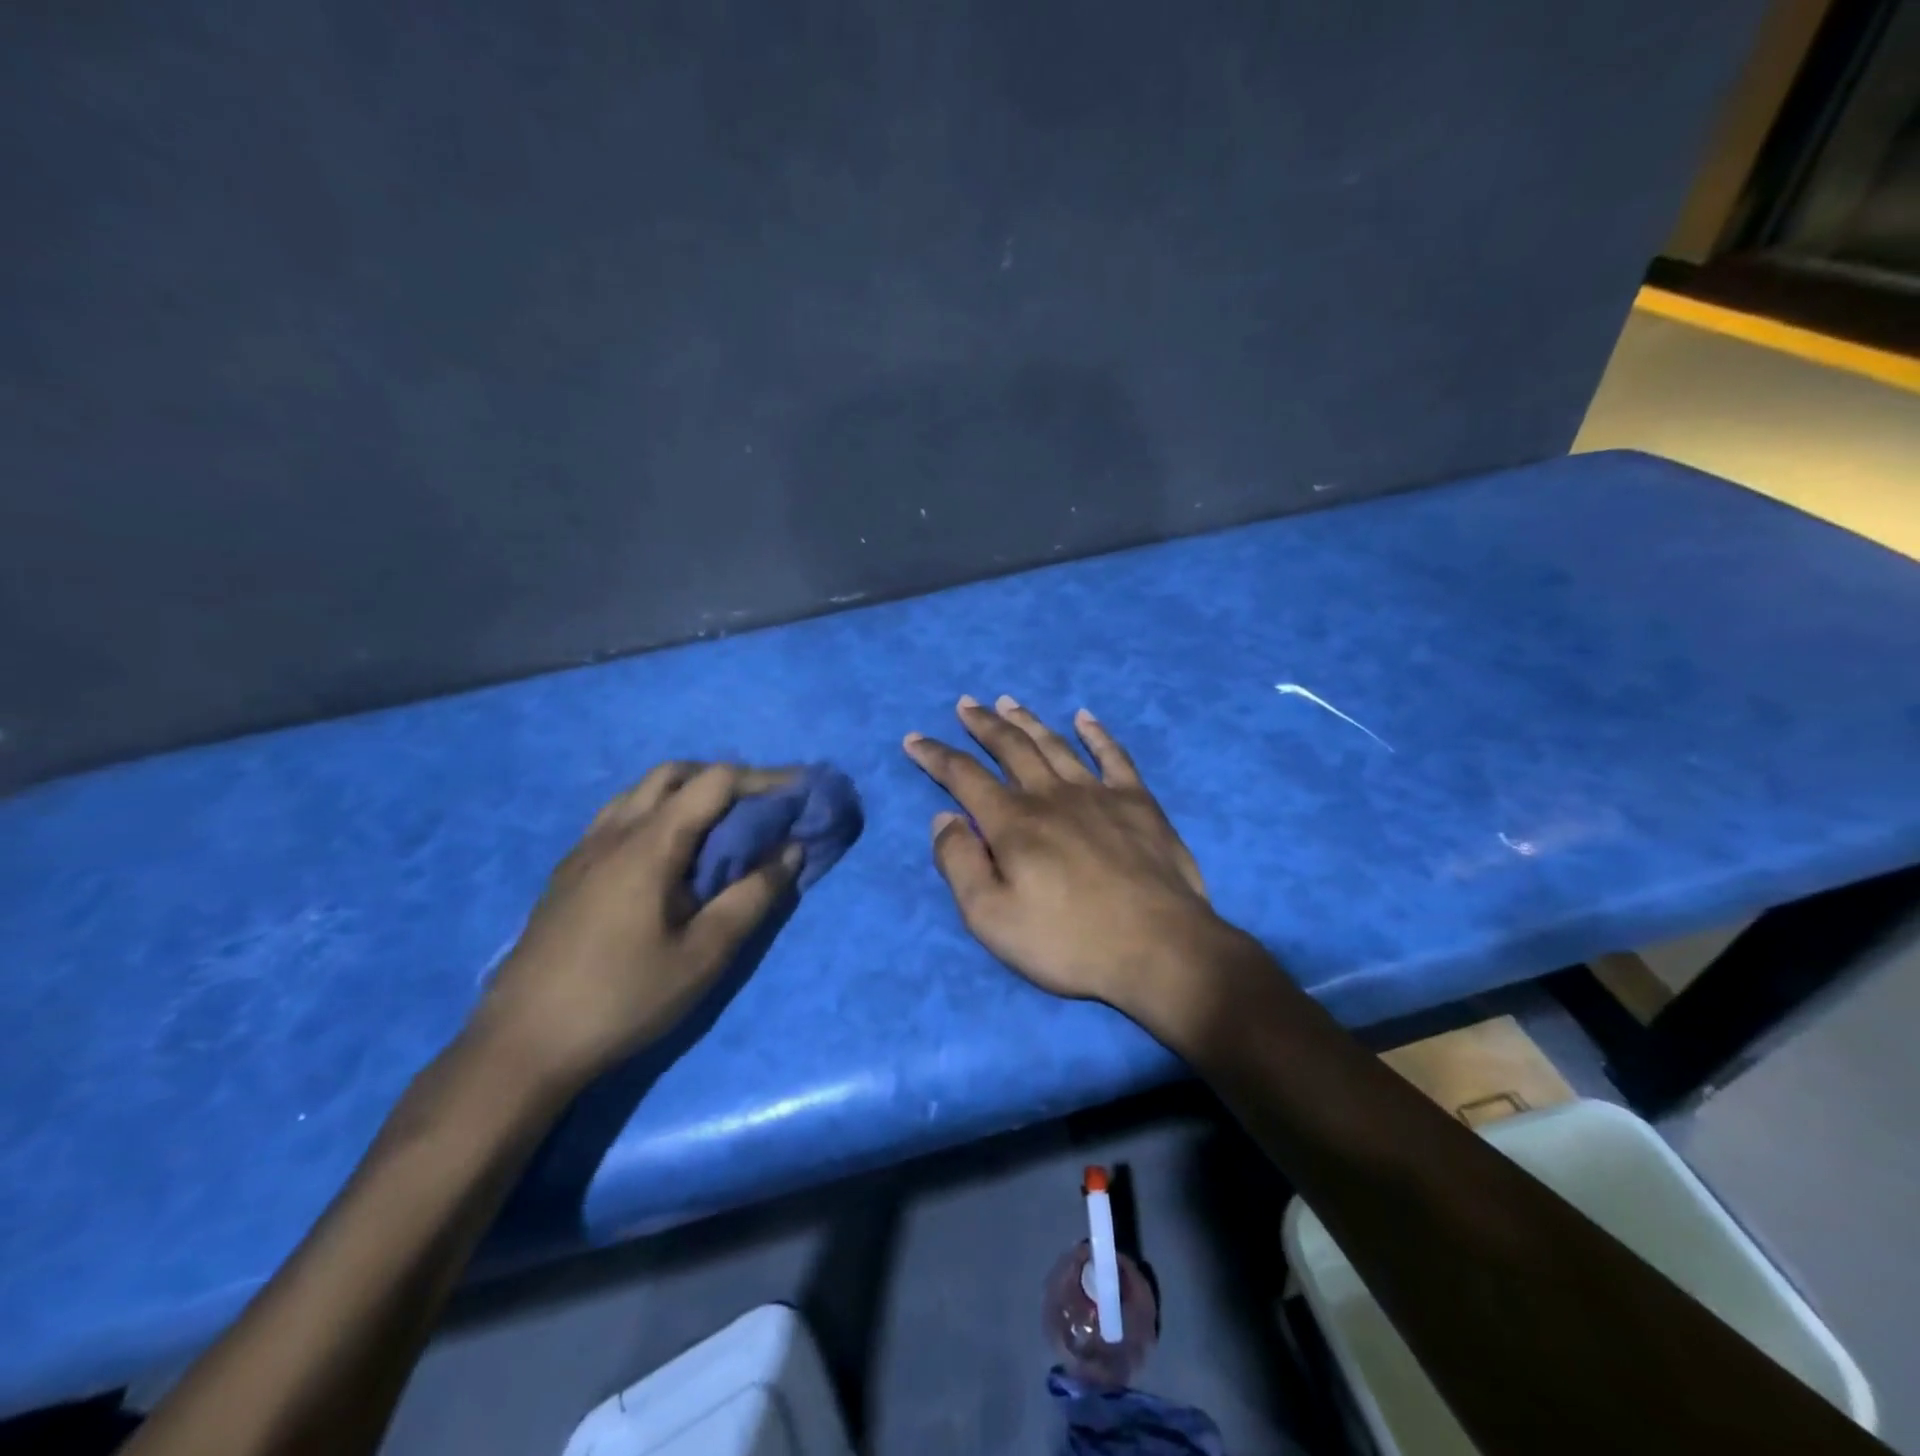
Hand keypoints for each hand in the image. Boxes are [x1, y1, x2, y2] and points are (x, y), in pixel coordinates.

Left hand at [469, 763, 800, 1090]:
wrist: (520, 1046)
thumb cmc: (622, 998)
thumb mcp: (704, 955)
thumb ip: (752, 897)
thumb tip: (791, 850)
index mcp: (649, 844)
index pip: (715, 782)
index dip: (764, 779)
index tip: (800, 792)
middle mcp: (613, 831)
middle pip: (674, 774)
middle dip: (725, 779)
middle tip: (760, 807)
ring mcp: (584, 849)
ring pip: (641, 792)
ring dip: (688, 792)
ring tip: (719, 826)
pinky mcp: (568, 872)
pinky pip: (619, 817)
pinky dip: (658, 812)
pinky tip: (668, 855)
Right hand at [903, 696, 1236, 1020]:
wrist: (1159, 950)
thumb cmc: (1069, 942)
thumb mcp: (991, 918)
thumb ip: (960, 864)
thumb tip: (944, 818)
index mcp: (1013, 823)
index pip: (963, 776)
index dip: (935, 755)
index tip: (914, 738)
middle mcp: (1051, 795)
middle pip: (1010, 747)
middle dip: (982, 724)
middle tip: (966, 704)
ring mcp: (1098, 794)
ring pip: (1054, 744)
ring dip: (1028, 720)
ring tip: (1008, 701)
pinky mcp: (1138, 803)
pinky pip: (1114, 756)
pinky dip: (1097, 734)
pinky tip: (1085, 717)